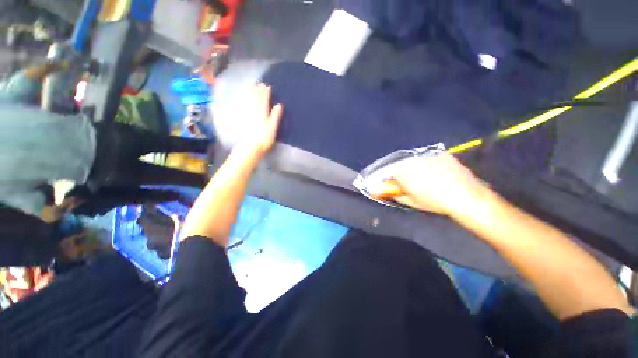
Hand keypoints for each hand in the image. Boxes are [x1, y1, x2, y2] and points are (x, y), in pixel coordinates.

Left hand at [236, 83, 283, 155]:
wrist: (249, 147)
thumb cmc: (264, 139)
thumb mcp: (273, 128)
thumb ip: (275, 116)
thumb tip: (279, 105)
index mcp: (262, 112)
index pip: (263, 99)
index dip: (266, 92)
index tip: (267, 86)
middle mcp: (252, 109)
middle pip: (255, 97)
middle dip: (258, 89)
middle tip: (260, 83)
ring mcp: (244, 112)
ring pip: (247, 99)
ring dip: (250, 91)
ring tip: (252, 85)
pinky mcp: (239, 117)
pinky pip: (240, 104)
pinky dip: (242, 98)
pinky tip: (242, 95)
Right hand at [370, 153, 489, 215]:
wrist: (465, 196)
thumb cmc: (434, 201)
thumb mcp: (411, 202)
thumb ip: (396, 194)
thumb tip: (389, 191)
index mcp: (402, 172)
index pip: (388, 173)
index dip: (391, 180)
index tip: (394, 185)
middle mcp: (411, 161)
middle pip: (401, 165)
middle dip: (403, 173)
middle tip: (412, 182)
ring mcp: (426, 155)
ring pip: (414, 161)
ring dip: (415, 167)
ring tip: (427, 178)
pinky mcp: (439, 153)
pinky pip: (428, 157)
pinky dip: (429, 163)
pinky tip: (437, 172)